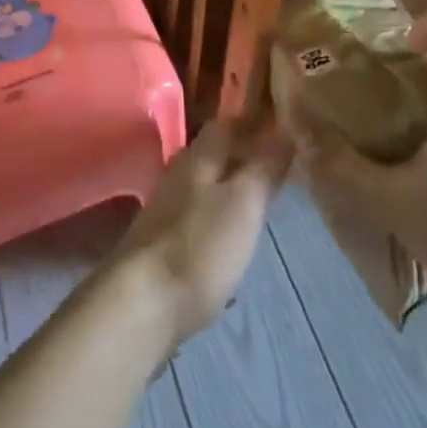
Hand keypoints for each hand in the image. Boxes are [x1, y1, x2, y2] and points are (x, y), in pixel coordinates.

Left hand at [103, 119, 291, 352]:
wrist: (141, 305)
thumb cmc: (199, 246)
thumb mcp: (244, 202)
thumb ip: (264, 165)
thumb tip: (285, 129)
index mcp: (198, 156)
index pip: (227, 123)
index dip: (254, 122)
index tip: (284, 128)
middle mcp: (179, 174)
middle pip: (215, 154)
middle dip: (245, 155)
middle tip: (281, 166)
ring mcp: (166, 209)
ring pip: (206, 185)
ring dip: (232, 187)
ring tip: (263, 200)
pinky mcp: (163, 243)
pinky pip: (198, 216)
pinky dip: (219, 217)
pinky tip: (233, 234)